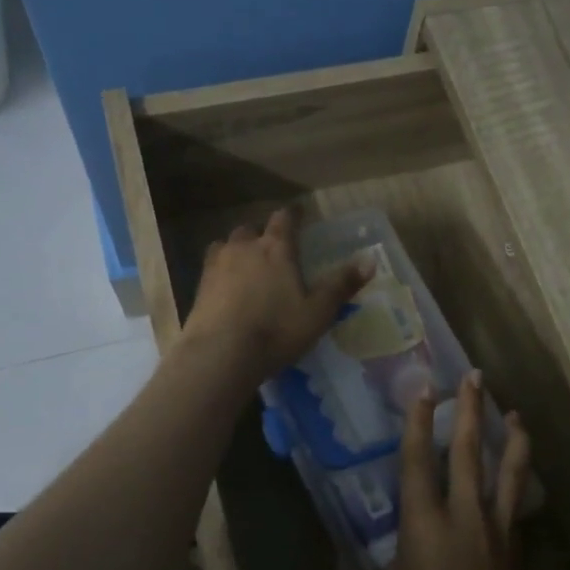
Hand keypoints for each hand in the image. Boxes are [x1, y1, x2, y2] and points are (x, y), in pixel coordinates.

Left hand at [180, 208, 370, 379]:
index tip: (299, 215)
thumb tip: (370, 260)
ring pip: (227, 245)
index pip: (285, 219)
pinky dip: (221, 271)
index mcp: (276, 248)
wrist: (220, 354)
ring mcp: (217, 265)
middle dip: (262, 234)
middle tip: (273, 248)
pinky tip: (227, 288)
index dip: (293, 215)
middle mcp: (245, 247)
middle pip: (252, 229)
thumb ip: (341, 285)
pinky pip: (212, 267)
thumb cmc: (276, 330)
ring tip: (247, 265)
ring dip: (238, 250)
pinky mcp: (199, 286)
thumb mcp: (318, 312)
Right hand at [338, 373, 536, 569]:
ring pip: (507, 469)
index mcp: (424, 525)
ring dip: (510, 435)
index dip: (420, 421)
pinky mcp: (516, 545)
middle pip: (469, 450)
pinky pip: (516, 498)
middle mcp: (464, 515)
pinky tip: (518, 467)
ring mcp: (496, 528)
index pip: (420, 460)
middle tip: (474, 376)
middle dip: (470, 409)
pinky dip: (518, 473)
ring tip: (513, 411)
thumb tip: (337, 566)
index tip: (425, 388)